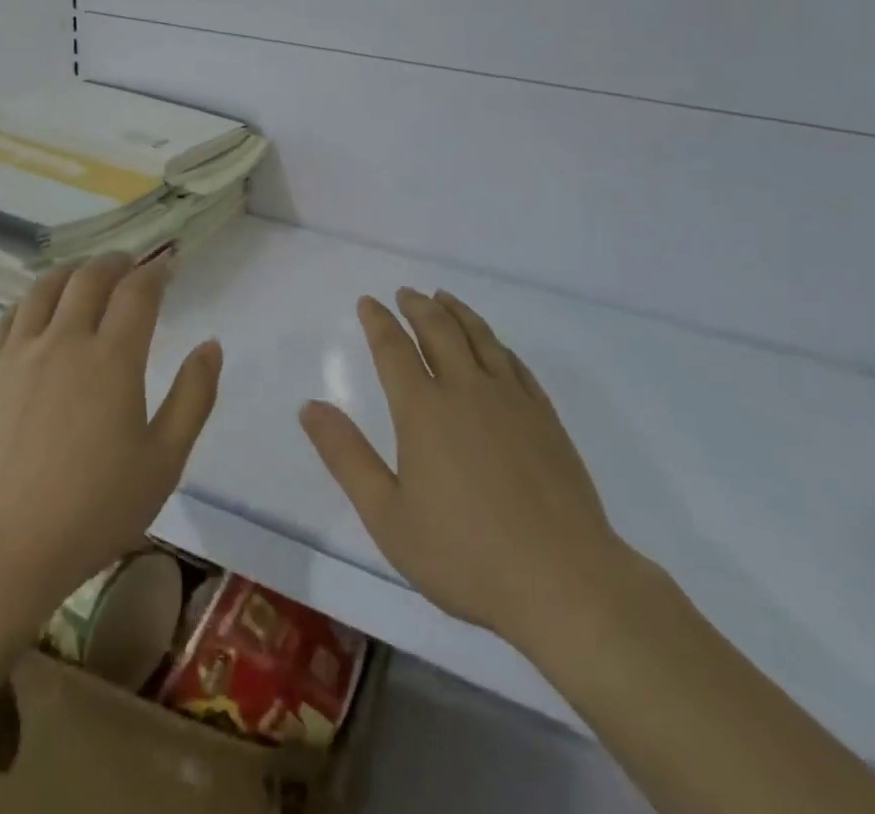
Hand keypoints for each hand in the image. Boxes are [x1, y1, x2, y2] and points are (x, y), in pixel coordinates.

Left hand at [0, 251, 221, 616]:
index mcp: (113, 359)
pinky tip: (38, 309)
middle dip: (115, 263)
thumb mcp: (164, 461)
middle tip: (130, 264)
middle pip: (90, 278)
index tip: (167, 265)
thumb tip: (210, 345)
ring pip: (46, 288)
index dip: (155, 271)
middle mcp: (65, 341)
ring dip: (72, 272)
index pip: (137, 292)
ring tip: (85, 275)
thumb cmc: (94, 510)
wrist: (1, 551)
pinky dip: (31, 299)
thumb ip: (193, 397)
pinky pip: (10, 317)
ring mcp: (20, 353)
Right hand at [300, 288, 639, 651]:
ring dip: (457, 312)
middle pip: (438, 330)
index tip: (368, 302)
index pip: (394, 349)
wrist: (564, 581)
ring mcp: (511, 399)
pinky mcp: (545, 416)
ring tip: (443, 297)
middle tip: (405, 293)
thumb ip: (346, 456)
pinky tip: (493, 344)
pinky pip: (514, 362)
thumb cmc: (466, 555)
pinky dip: (495, 342)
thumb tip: (309, 406)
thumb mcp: (388, 515)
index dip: (378, 322)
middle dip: (417, 307)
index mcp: (424, 410)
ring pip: (479, 337)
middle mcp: (466, 390)